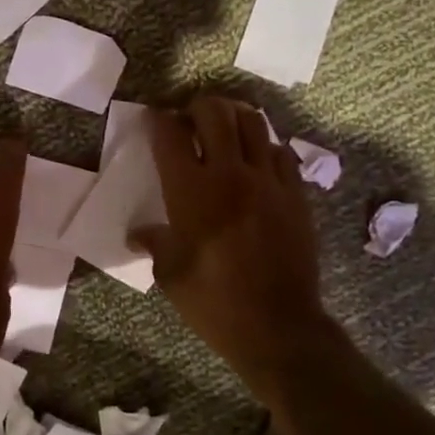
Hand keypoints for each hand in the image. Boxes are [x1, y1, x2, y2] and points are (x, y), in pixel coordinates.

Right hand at [130, 97, 331, 394]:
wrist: (278, 326)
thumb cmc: (213, 302)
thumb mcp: (170, 275)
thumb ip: (155, 243)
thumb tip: (139, 233)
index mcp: (190, 191)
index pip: (170, 135)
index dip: (157, 120)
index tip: (153, 119)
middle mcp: (230, 174)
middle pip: (215, 113)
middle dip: (197, 107)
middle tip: (189, 121)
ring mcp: (268, 181)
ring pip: (254, 123)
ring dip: (234, 118)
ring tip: (225, 130)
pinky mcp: (295, 194)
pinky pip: (282, 153)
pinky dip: (265, 148)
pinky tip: (257, 162)